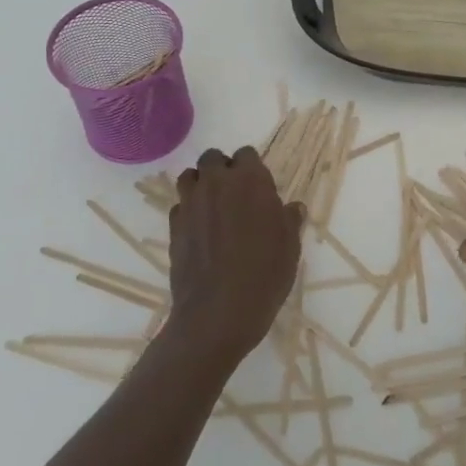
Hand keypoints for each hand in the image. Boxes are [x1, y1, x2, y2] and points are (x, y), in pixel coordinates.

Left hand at [165, 146, 304, 363]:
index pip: (246, 154)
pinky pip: (179, 205)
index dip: (252, 168)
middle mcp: (217, 183)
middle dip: (222, 169)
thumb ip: (289, 220)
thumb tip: (292, 208)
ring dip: (201, 184)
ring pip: (190, 177)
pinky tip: (199, 231)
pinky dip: (188, 211)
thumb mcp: (290, 246)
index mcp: (250, 180)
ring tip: (212, 207)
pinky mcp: (173, 226)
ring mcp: (191, 203)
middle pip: (213, 158)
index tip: (259, 187)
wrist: (218, 311)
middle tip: (235, 194)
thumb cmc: (264, 274)